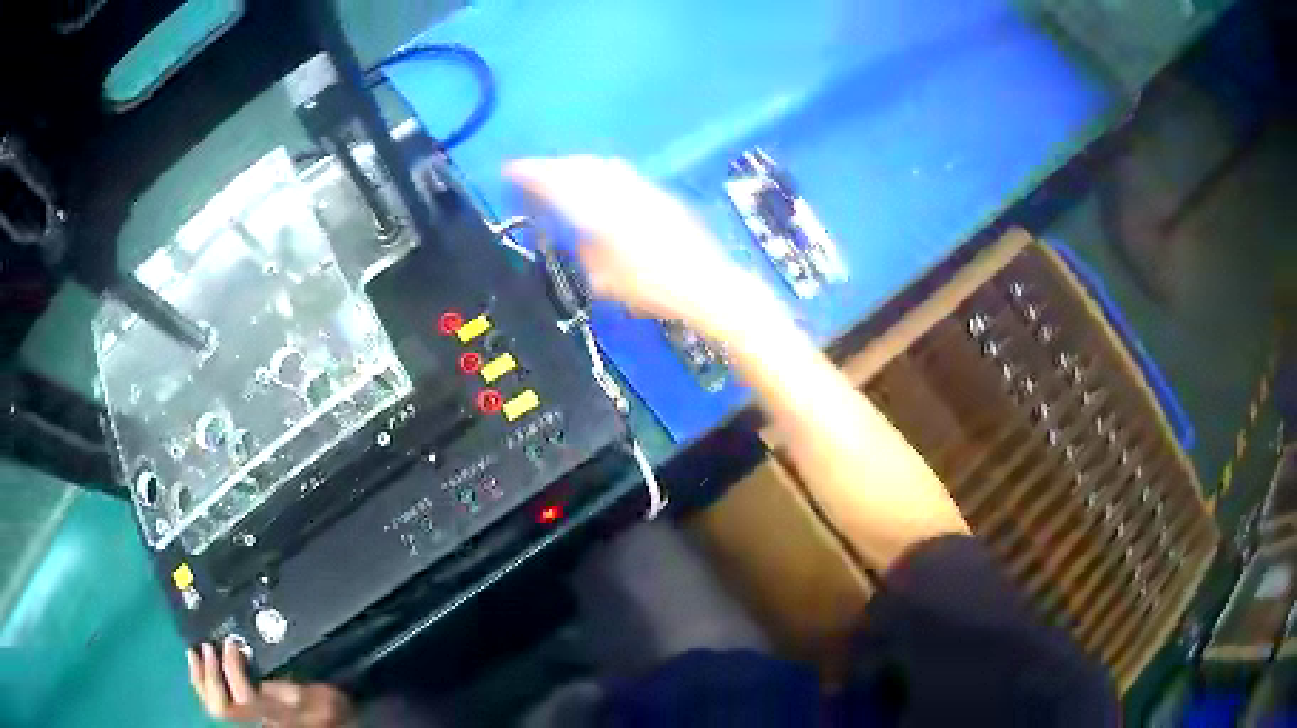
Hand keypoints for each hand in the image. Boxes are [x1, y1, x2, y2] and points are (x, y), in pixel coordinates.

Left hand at [186, 640, 355, 726]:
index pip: (246, 699)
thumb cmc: (325, 707)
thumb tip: (261, 666)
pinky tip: (198, 665)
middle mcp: (258, 721)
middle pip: (222, 708)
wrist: (324, 723)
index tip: (232, 644)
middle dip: (210, 676)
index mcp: (277, 714)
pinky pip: (214, 702)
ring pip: (213, 707)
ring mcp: (247, 720)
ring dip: (200, 678)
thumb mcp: (320, 694)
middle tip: (207, 647)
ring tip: (194, 652)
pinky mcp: (240, 714)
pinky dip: (201, 682)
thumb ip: (293, 684)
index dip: (233, 671)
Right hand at [506, 156, 778, 339]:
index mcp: (601, 213)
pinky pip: (621, 173)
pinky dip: (599, 172)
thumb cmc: (653, 290)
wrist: (705, 284)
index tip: (512, 170)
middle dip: (552, 166)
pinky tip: (599, 183)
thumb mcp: (605, 280)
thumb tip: (575, 235)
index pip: (558, 183)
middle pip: (579, 167)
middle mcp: (621, 193)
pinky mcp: (659, 194)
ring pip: (601, 166)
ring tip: (561, 176)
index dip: (532, 173)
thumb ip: (585, 250)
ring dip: (576, 166)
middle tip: (533, 173)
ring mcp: (643, 190)